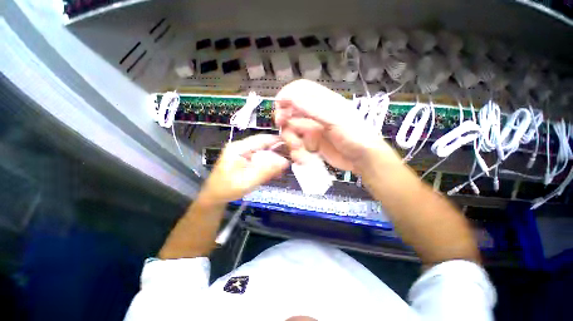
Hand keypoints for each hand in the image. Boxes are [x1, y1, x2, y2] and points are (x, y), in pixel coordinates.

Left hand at [200, 134, 288, 203]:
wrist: (214, 198)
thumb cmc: (227, 189)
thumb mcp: (248, 181)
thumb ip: (266, 171)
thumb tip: (285, 162)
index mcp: (239, 148)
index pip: (262, 139)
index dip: (277, 140)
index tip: (292, 145)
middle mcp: (242, 148)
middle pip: (264, 145)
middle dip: (278, 151)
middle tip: (291, 158)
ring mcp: (243, 154)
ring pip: (264, 153)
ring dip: (274, 159)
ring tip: (285, 166)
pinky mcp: (245, 161)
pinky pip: (260, 160)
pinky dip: (269, 165)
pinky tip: (276, 171)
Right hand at [274, 80, 398, 172]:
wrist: (362, 159)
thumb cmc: (353, 135)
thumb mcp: (334, 120)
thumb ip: (311, 108)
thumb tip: (288, 96)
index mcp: (323, 102)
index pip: (300, 90)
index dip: (287, 94)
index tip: (278, 106)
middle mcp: (315, 114)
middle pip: (291, 112)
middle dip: (285, 121)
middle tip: (282, 128)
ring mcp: (312, 129)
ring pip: (292, 130)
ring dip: (292, 139)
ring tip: (299, 149)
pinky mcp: (312, 143)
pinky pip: (297, 143)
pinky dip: (297, 150)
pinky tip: (303, 156)